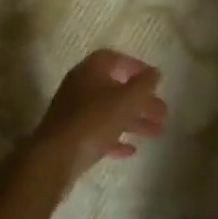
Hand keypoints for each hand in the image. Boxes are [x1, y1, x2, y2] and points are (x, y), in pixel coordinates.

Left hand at [20, 50, 166, 190]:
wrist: (54, 159)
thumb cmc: (93, 121)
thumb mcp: (125, 100)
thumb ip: (143, 85)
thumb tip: (155, 72)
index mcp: (90, 71)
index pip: (114, 59)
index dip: (135, 66)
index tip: (154, 79)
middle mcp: (80, 88)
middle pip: (115, 89)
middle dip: (141, 100)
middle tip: (163, 112)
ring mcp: (73, 114)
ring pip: (109, 113)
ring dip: (134, 121)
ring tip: (157, 133)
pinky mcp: (71, 138)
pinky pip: (98, 134)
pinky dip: (116, 139)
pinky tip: (132, 150)